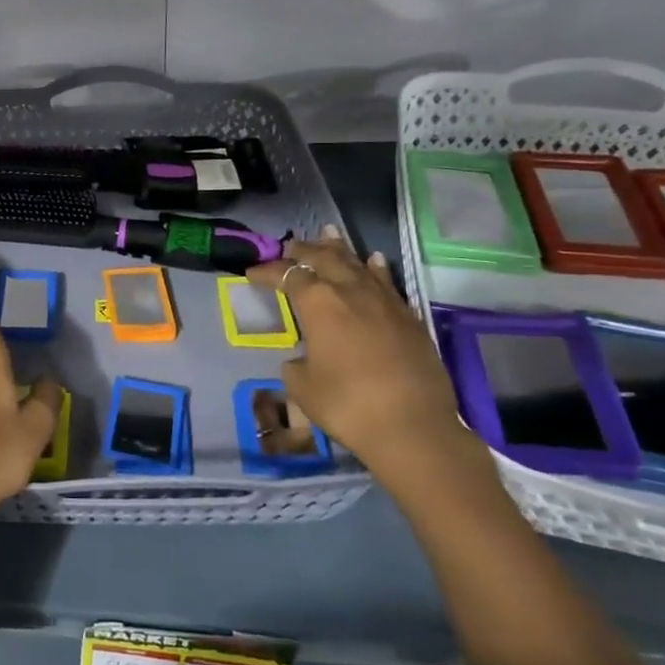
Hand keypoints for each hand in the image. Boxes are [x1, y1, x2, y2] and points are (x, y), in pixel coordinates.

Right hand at [246, 227, 493, 495]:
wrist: (414, 428)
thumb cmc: (347, 405)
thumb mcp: (302, 386)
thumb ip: (297, 364)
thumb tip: (304, 359)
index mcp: (318, 303)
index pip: (287, 275)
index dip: (267, 272)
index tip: (251, 274)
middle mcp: (351, 292)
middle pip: (324, 259)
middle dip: (304, 250)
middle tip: (290, 246)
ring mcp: (384, 302)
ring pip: (358, 264)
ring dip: (340, 250)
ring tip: (329, 235)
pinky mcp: (409, 318)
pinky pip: (387, 283)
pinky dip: (375, 269)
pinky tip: (373, 262)